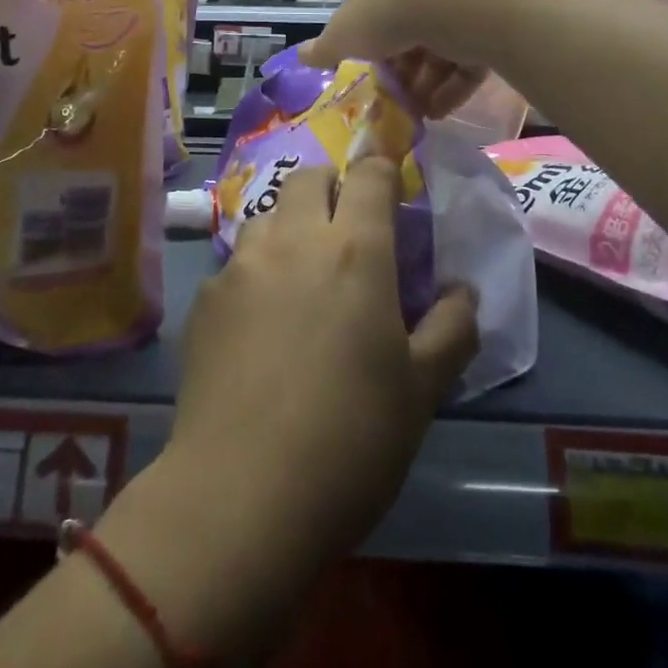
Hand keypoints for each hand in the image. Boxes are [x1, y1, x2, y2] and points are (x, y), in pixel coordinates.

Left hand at [170, 157, 478, 561]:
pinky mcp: (204, 299)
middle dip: (332, 188)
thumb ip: (452, 329)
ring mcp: (240, 266)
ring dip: (290, 226)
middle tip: (347, 232)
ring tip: (301, 275)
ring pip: (268, 215)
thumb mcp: (422, 391)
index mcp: (354, 251)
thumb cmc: (350, 440)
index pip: (369, 175)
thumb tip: (462, 291)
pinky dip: (256, 272)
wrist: (240, 495)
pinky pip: (236, 263)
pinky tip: (259, 324)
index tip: (391, 194)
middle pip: (309, 177)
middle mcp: (293, 240)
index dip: (383, 172)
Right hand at [298, 0, 489, 118]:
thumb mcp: (345, 35)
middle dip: (398, 75)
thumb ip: (325, 49)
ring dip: (424, 87)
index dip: (366, 54)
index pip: (373, 21)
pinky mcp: (487, 29)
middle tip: (391, 107)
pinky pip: (466, 64)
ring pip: (437, 53)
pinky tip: (439, 113)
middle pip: (406, 39)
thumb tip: (299, 56)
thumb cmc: (386, 15)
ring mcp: (458, 9)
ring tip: (415, 118)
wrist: (453, 2)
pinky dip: (451, 89)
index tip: (365, 85)